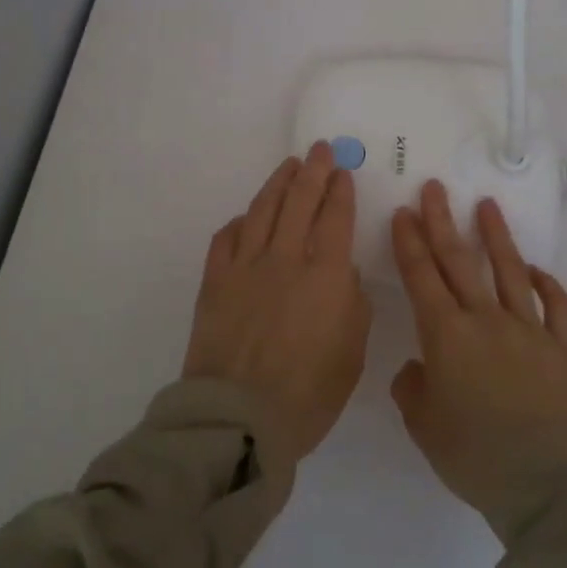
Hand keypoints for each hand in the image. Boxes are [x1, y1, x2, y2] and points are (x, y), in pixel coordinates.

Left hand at [183, 142, 373, 461]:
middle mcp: (285, 259)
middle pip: (299, 202)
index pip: (335, 218)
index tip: (342, 171)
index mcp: (325, 275)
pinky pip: (227, 239)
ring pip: (263, 210)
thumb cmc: (308, 394)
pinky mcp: (215, 281)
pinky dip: (240, 223)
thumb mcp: (351, 353)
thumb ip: (352, 305)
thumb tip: (340, 275)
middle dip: (312, 171)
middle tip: (318, 150)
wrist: (239, 417)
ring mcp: (245, 267)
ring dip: (277, 184)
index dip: (340, 190)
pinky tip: (247, 218)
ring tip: (288, 167)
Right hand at [390, 180, 566, 531]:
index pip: (421, 276)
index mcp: (445, 335)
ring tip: (487, 206)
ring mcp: (528, 330)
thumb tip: (420, 368)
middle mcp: (485, 320)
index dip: (409, 242)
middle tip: (434, 188)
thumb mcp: (423, 425)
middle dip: (442, 222)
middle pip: (459, 261)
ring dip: (496, 237)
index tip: (403, 212)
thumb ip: (413, 389)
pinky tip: (537, 270)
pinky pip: (556, 307)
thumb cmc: (475, 454)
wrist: (547, 481)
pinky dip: (547, 285)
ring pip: (510, 272)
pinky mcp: (560, 350)